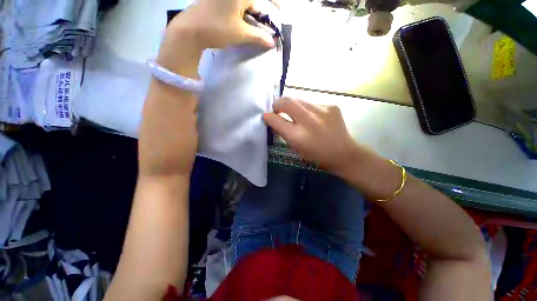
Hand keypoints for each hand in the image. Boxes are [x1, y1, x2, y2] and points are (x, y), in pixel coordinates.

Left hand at [169, 0, 277, 49]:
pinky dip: (241, 11)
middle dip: (260, 11)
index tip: (280, 11)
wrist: (190, 29)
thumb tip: (272, 42)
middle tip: (264, 22)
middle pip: (251, 0)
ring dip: (250, 11)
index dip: (274, 2)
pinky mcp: (215, 0)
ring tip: (253, 24)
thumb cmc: (217, 28)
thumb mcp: (240, 33)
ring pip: (243, 2)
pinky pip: (234, 4)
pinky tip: (240, 20)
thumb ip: (258, 36)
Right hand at [263, 97, 358, 174]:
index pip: (276, 120)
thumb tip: (272, 120)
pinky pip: (312, 103)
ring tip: (295, 113)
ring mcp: (322, 110)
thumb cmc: (317, 155)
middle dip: (277, 103)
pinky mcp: (331, 106)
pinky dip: (307, 109)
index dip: (268, 116)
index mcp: (298, 136)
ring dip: (293, 106)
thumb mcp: (296, 148)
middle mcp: (309, 120)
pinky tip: (312, 117)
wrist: (344, 153)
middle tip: (277, 108)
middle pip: (286, 101)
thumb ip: (283, 133)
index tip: (266, 115)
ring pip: (299, 100)